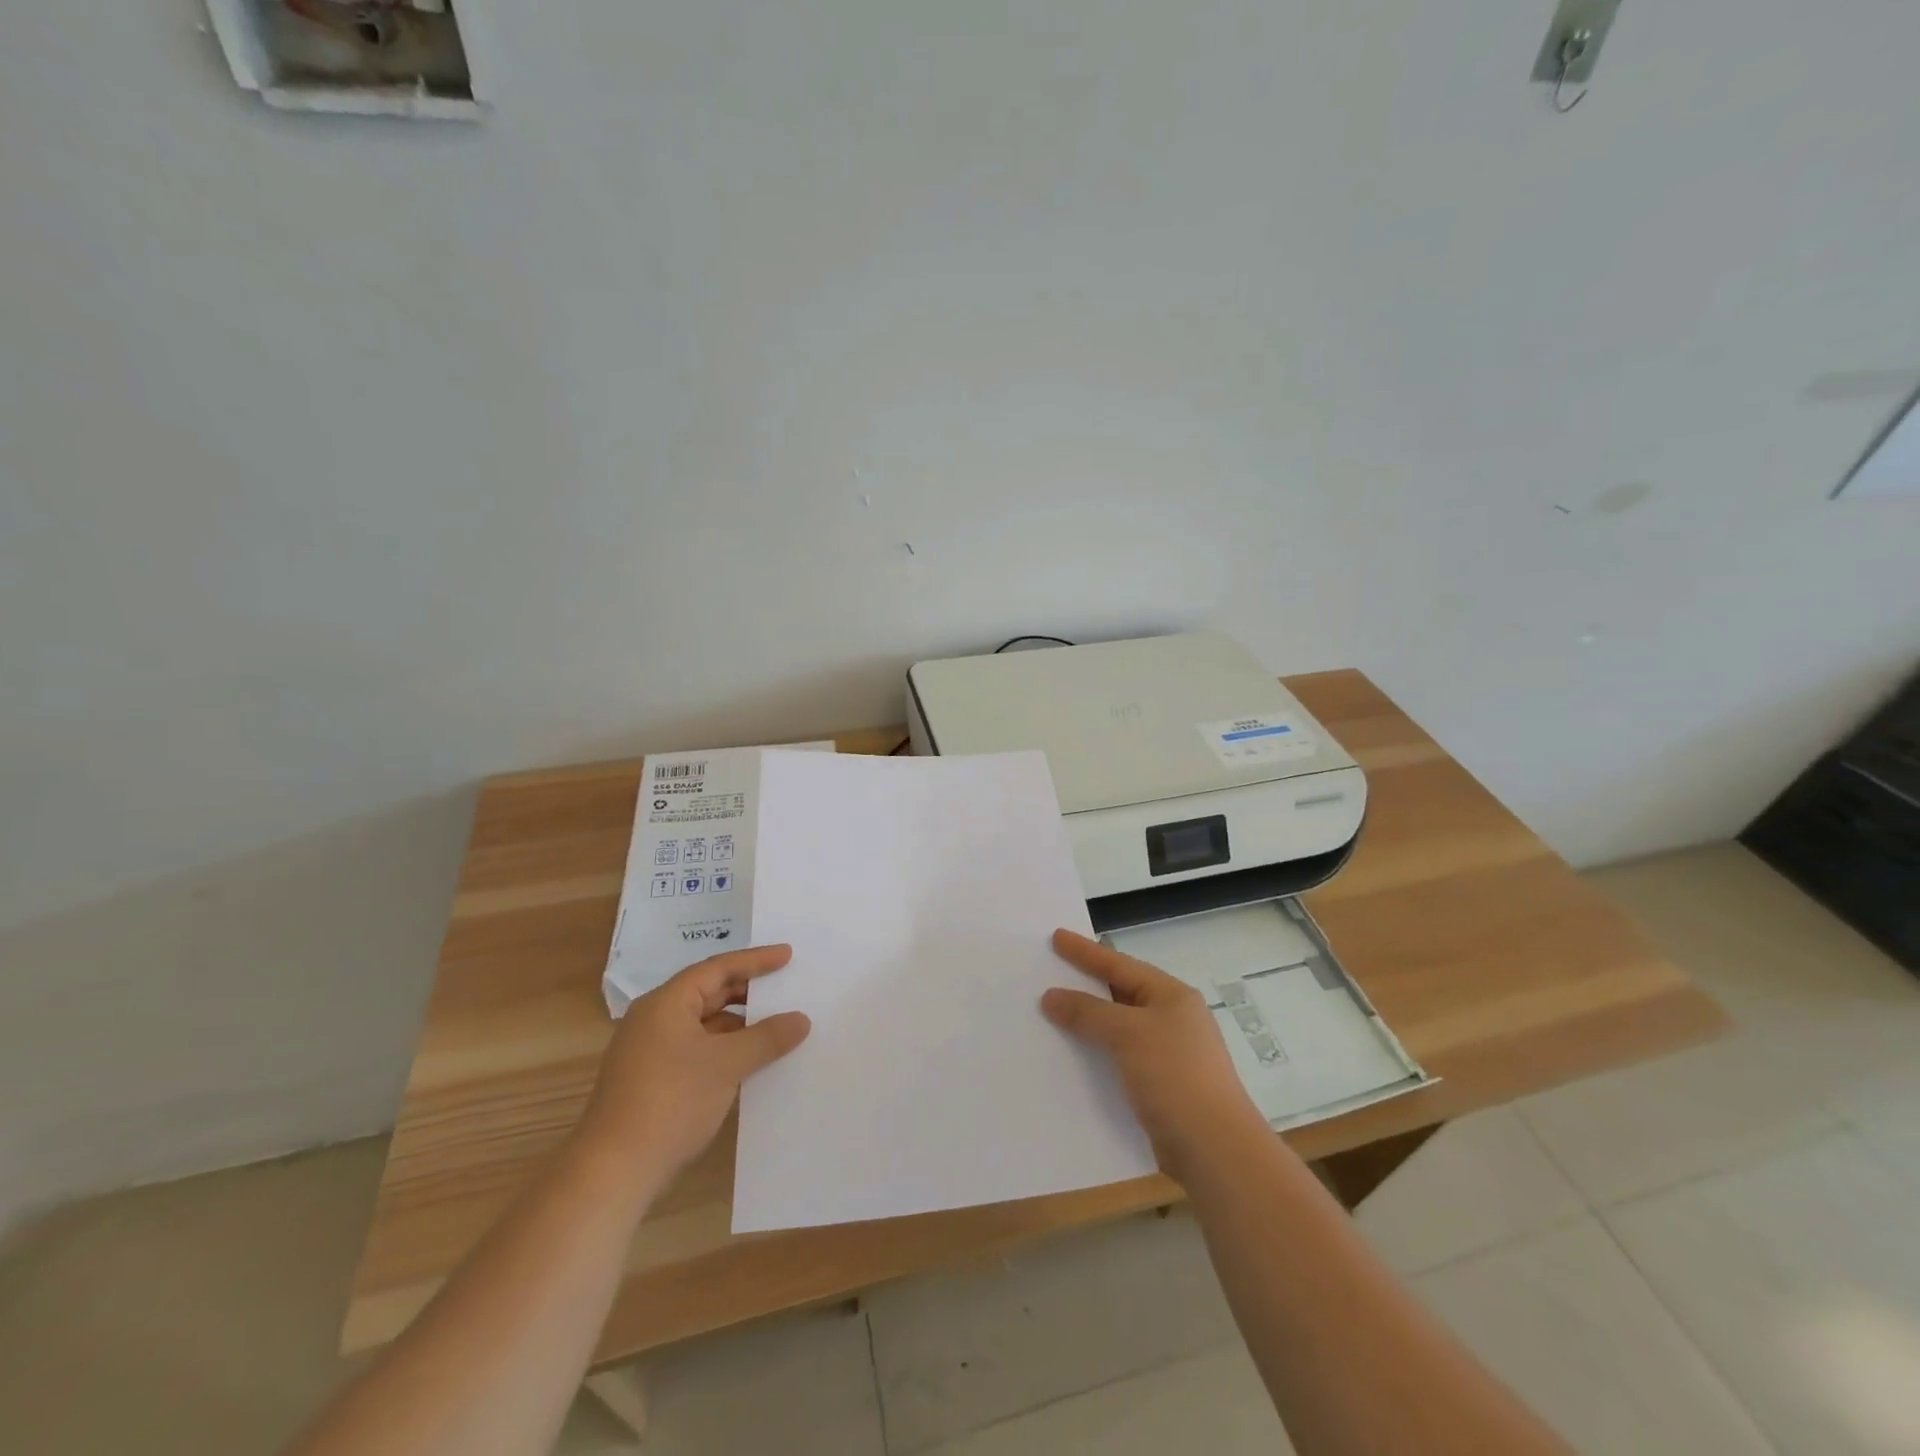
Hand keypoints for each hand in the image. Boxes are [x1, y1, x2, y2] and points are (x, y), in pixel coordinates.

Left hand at [576, 944, 811, 1185]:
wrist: (612, 1172)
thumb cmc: (671, 1102)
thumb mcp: (727, 1064)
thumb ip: (767, 1037)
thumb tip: (801, 1019)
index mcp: (667, 1003)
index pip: (717, 968)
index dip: (755, 960)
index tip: (788, 955)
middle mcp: (655, 1019)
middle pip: (708, 993)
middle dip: (748, 992)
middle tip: (785, 989)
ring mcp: (650, 1051)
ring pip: (704, 1024)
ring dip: (739, 1024)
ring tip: (776, 1028)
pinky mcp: (651, 1080)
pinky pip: (696, 1049)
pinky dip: (724, 1049)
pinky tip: (749, 1063)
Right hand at [1042, 928, 1264, 1178]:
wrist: (1214, 1149)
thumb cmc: (1175, 1076)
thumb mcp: (1128, 1034)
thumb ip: (1088, 1012)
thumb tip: (1051, 997)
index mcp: (1171, 996)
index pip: (1120, 965)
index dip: (1086, 951)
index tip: (1056, 936)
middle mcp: (1172, 1019)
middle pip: (1119, 994)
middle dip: (1084, 985)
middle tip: (1049, 972)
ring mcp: (1167, 1054)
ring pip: (1117, 1028)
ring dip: (1086, 1023)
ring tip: (1050, 1014)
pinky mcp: (1160, 1086)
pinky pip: (1118, 1059)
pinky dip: (1095, 1054)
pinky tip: (1071, 1058)